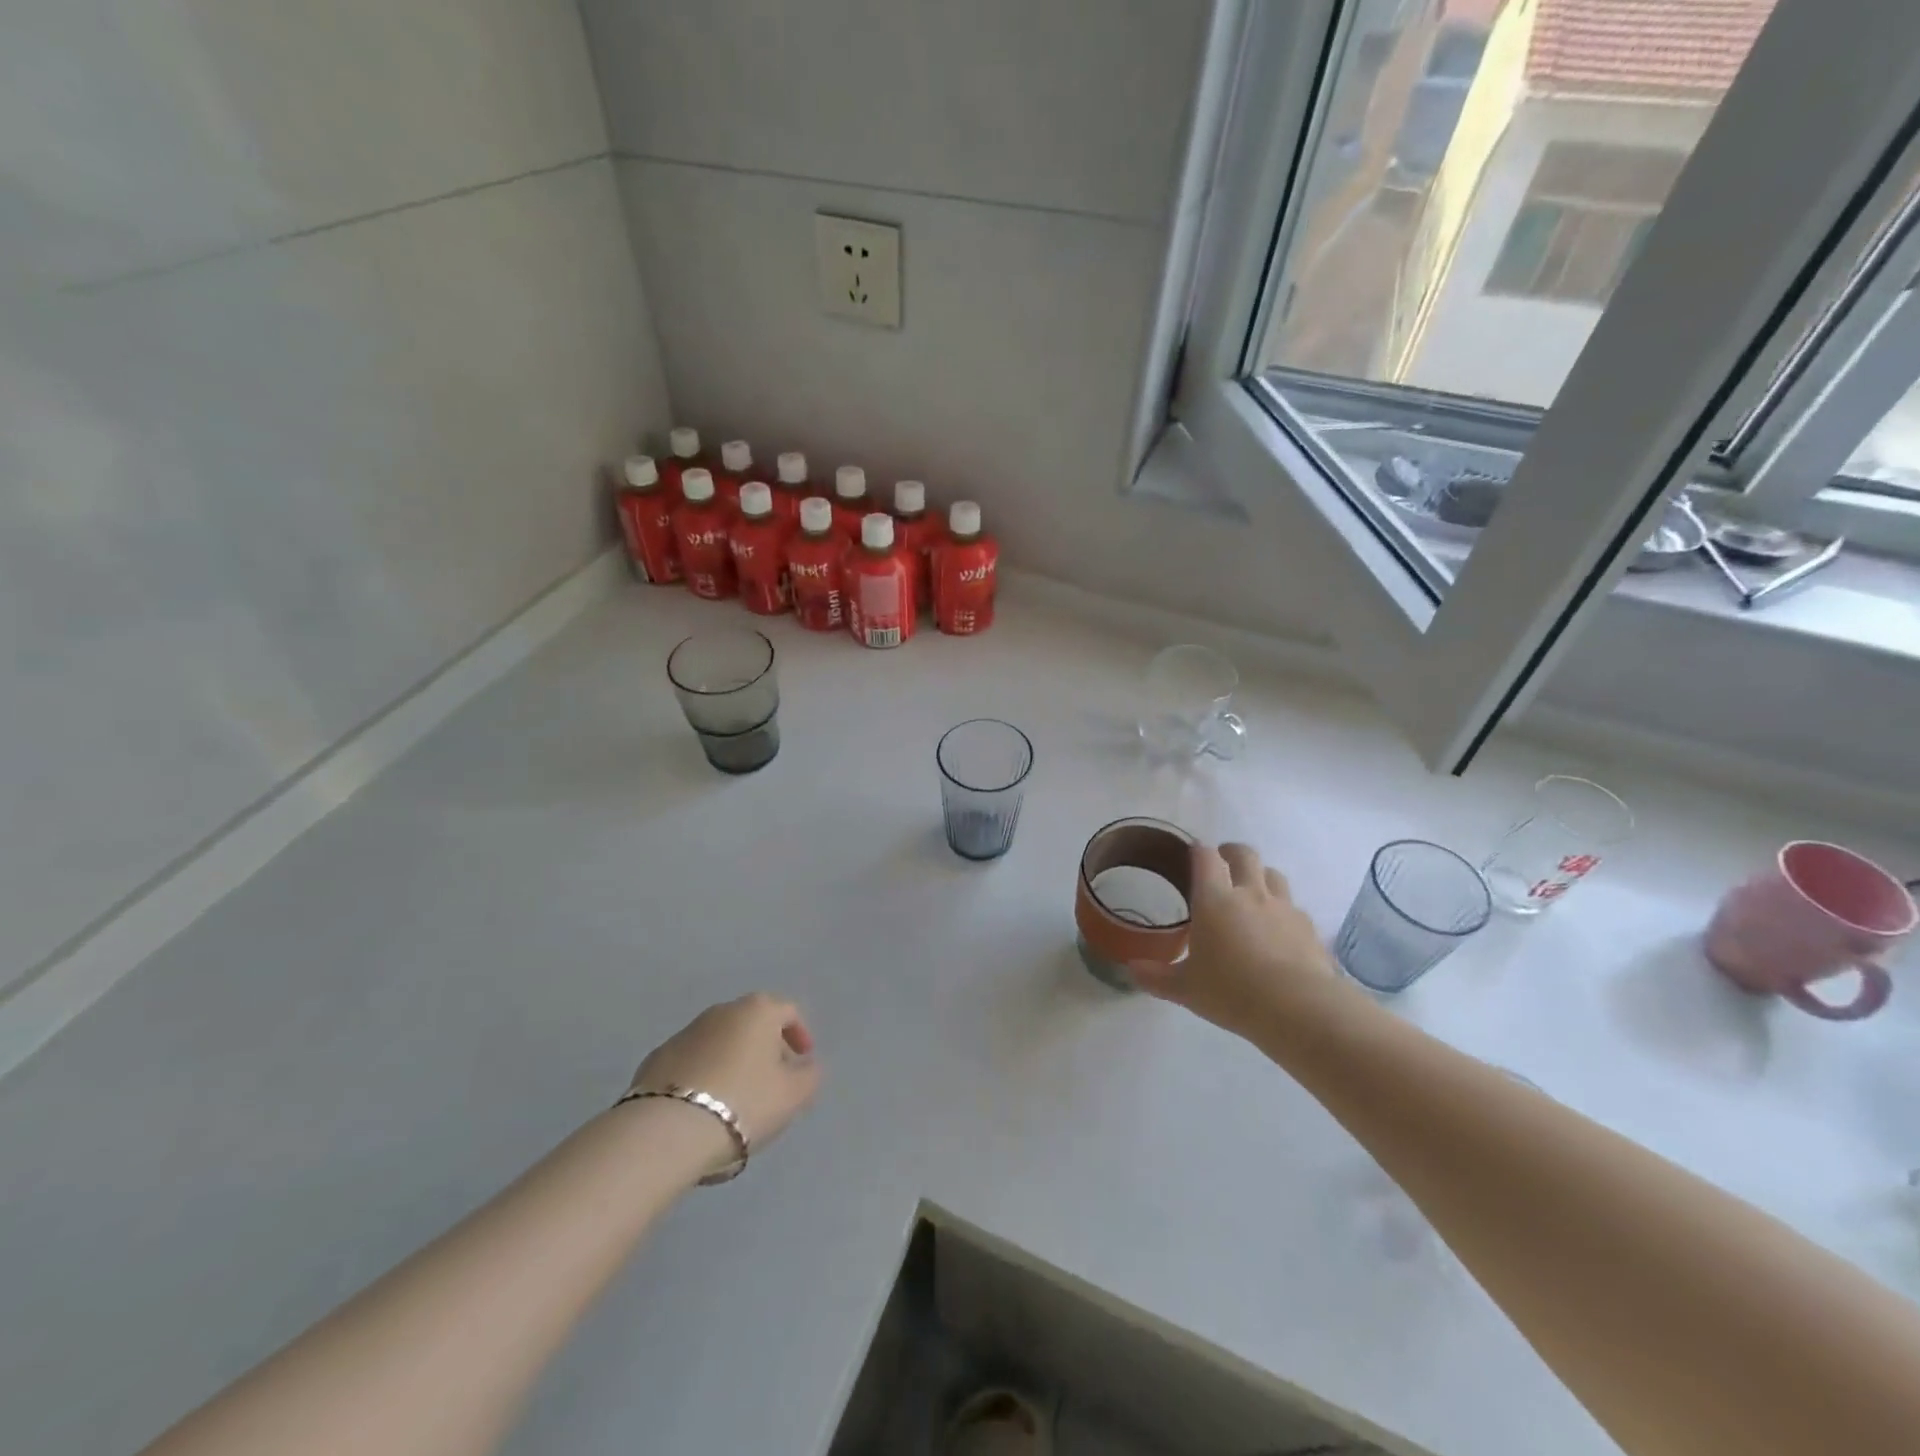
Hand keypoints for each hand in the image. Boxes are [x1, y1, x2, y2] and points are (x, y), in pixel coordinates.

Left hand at [630, 995, 820, 1162]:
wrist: (667, 1130)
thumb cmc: (743, 1102)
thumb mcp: (793, 1095)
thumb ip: (809, 1076)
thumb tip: (806, 1066)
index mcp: (758, 1011)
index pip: (788, 1011)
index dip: (800, 1035)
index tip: (802, 1061)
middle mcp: (721, 1011)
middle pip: (752, 1023)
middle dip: (765, 1047)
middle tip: (772, 1081)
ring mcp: (685, 1033)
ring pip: (720, 1042)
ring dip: (732, 1061)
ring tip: (736, 1099)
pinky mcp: (656, 1059)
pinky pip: (692, 1062)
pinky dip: (703, 1075)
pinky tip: (703, 1107)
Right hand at [1129, 843, 1336, 1041]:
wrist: (1299, 1008)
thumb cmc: (1232, 992)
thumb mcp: (1186, 989)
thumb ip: (1157, 976)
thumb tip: (1131, 969)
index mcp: (1214, 900)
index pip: (1205, 857)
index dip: (1197, 850)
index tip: (1191, 855)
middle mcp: (1250, 893)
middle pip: (1244, 854)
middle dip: (1231, 853)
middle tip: (1221, 866)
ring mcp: (1283, 907)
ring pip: (1273, 874)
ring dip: (1260, 876)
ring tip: (1251, 893)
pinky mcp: (1308, 927)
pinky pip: (1293, 906)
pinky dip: (1282, 909)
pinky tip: (1278, 930)